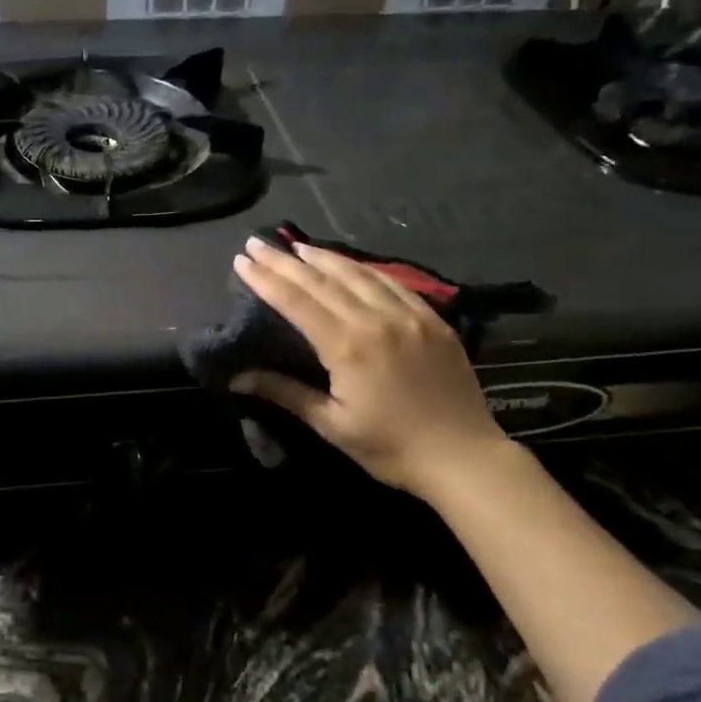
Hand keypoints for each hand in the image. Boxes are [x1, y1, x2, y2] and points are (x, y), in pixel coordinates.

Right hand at [229, 237, 509, 501]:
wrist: (464, 457)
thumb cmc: (390, 447)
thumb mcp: (331, 424)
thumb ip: (284, 392)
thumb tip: (236, 377)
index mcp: (348, 346)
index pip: (296, 301)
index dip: (266, 279)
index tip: (241, 260)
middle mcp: (376, 319)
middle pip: (322, 280)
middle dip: (285, 260)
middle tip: (258, 243)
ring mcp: (409, 315)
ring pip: (358, 274)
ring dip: (324, 257)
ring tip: (298, 247)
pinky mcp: (432, 319)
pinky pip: (392, 282)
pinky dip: (364, 269)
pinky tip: (350, 264)